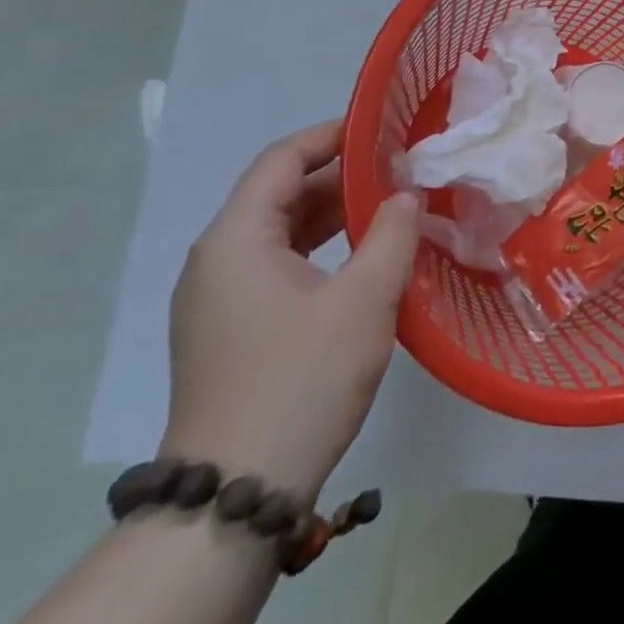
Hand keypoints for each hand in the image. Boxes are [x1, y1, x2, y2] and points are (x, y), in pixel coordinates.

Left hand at [161, 121, 420, 502]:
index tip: (387, 129)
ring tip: (393, 205)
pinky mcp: (232, 329)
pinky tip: (364, 257)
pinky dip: (321, 248)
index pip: (282, 158)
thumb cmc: (302, 379)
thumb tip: (406, 194)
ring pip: (281, 231)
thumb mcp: (365, 298)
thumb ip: (393, 232)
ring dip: (335, 213)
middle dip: (343, 176)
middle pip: (280, 192)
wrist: (236, 493)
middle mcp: (217, 260)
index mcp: (236, 239)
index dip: (334, 135)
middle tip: (404, 169)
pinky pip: (278, 265)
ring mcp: (219, 298)